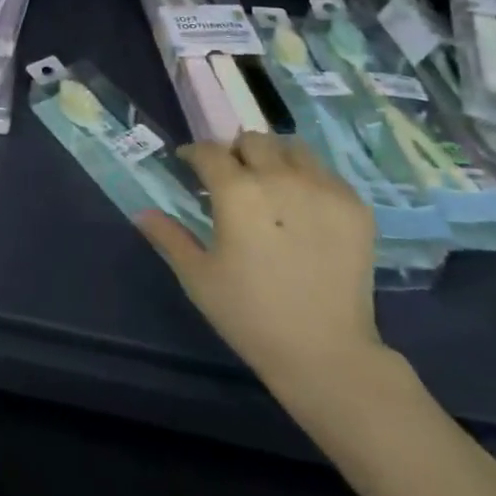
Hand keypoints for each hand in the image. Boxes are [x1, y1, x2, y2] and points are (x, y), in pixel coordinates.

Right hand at [139, 131, 385, 396]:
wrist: (327, 355)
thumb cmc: (251, 317)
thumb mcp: (199, 278)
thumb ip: (169, 237)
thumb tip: (142, 212)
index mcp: (237, 192)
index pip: (209, 151)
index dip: (194, 154)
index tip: (189, 164)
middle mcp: (280, 177)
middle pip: (252, 140)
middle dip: (236, 153)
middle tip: (233, 178)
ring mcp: (322, 188)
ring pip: (291, 148)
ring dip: (274, 157)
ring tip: (270, 184)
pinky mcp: (354, 205)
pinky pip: (324, 172)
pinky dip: (307, 178)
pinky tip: (302, 206)